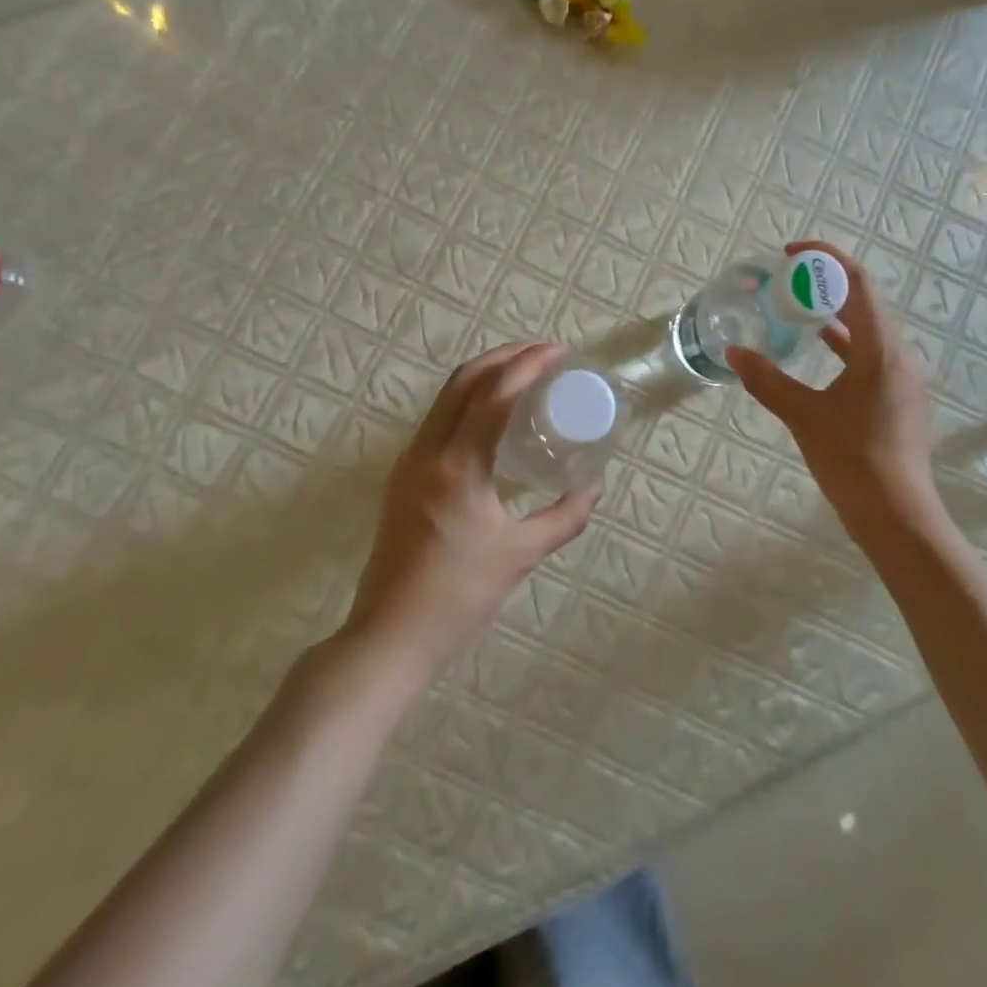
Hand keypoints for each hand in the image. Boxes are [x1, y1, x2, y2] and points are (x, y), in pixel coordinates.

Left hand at [343, 343, 601, 678]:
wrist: (391, 633)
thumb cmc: (459, 595)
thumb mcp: (521, 554)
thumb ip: (564, 516)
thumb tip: (594, 487)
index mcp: (458, 466)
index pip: (494, 394)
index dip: (529, 365)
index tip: (560, 354)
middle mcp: (427, 451)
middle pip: (464, 381)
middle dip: (505, 356)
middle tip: (543, 353)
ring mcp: (409, 461)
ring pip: (446, 396)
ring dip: (485, 374)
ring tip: (524, 374)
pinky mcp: (403, 476)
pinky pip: (438, 419)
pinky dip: (469, 400)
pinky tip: (493, 415)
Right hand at [728, 242, 942, 545]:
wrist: (897, 515)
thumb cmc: (852, 460)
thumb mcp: (804, 416)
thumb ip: (768, 381)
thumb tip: (734, 354)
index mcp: (881, 349)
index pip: (858, 283)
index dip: (826, 260)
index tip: (791, 254)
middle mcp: (900, 354)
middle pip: (866, 301)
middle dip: (827, 283)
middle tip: (787, 281)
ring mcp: (903, 377)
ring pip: (870, 328)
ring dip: (836, 313)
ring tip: (797, 307)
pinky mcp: (899, 397)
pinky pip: (871, 353)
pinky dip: (845, 343)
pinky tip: (819, 349)